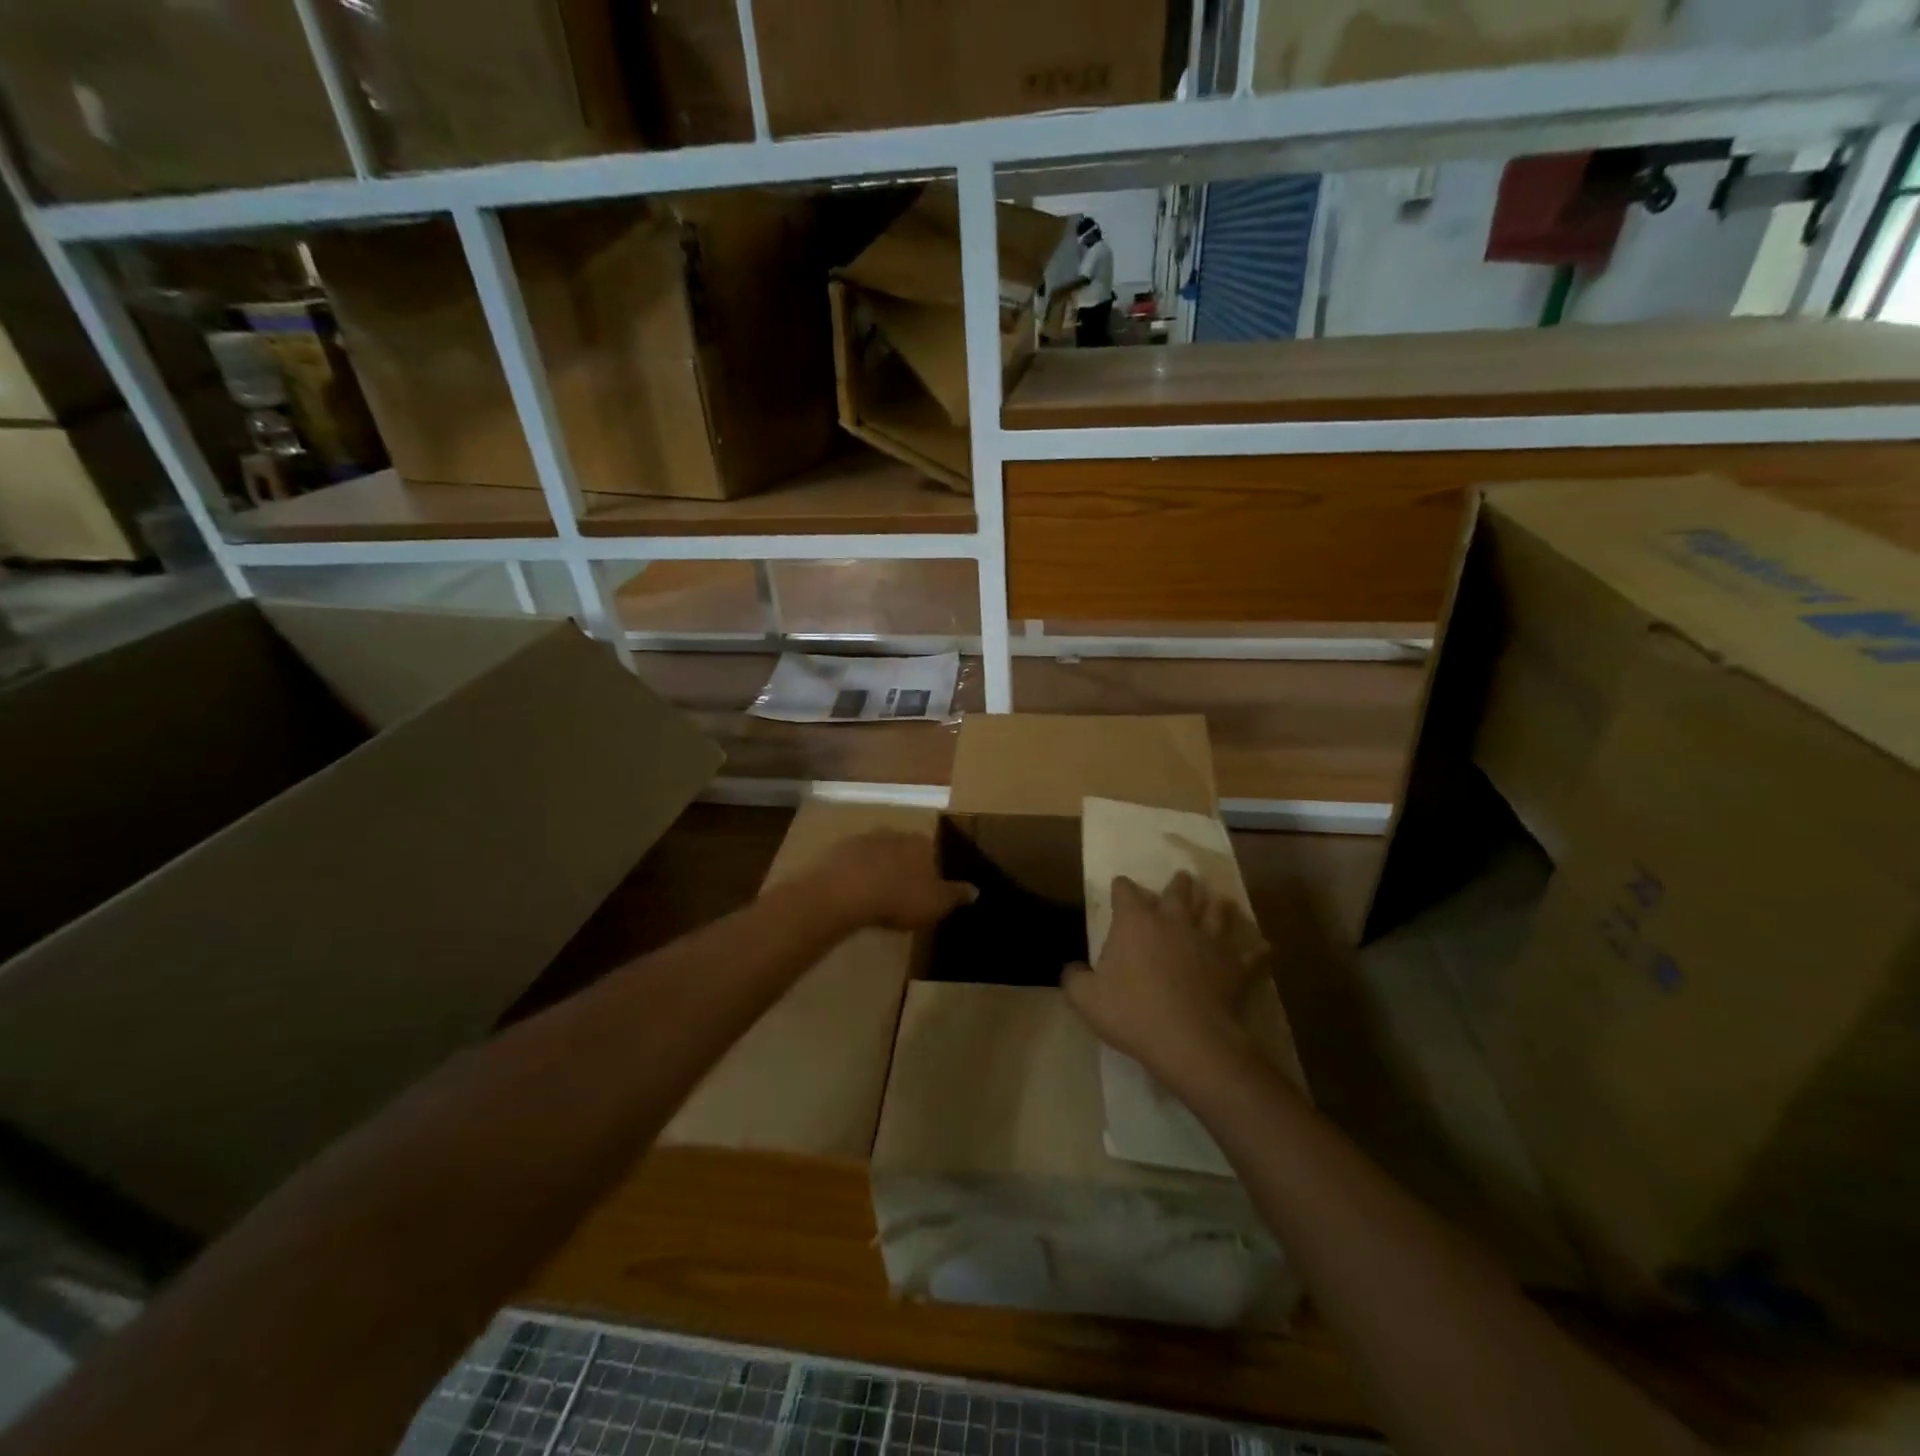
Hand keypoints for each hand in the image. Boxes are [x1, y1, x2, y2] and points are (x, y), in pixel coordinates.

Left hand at [807, 829, 974, 932]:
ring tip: (877, 893)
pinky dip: (856, 874)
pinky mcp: (838, 850)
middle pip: (904, 848)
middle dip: (905, 865)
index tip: (929, 885)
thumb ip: (956, 895)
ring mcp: (863, 838)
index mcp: (921, 843)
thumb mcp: (935, 903)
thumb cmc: (898, 897)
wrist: (843, 892)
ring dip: (879, 867)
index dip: (932, 866)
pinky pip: (853, 862)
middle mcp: (894, 833)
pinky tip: (854, 892)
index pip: (933, 849)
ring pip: (878, 852)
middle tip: (903, 890)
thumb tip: (976, 889)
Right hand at [1063, 872, 1266, 1093]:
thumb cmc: (1132, 1012)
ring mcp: (1209, 941)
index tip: (1121, 886)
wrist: (1188, 1040)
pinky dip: (1257, 950)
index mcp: (1136, 922)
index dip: (1122, 886)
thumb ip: (1074, 978)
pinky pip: (1252, 954)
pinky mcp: (1235, 966)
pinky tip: (1263, 946)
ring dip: (1217, 905)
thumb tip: (1071, 969)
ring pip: (1217, 911)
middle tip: (1181, 879)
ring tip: (1218, 900)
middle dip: (1178, 883)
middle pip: (1179, 890)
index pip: (1125, 891)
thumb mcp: (1086, 998)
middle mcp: (1174, 921)